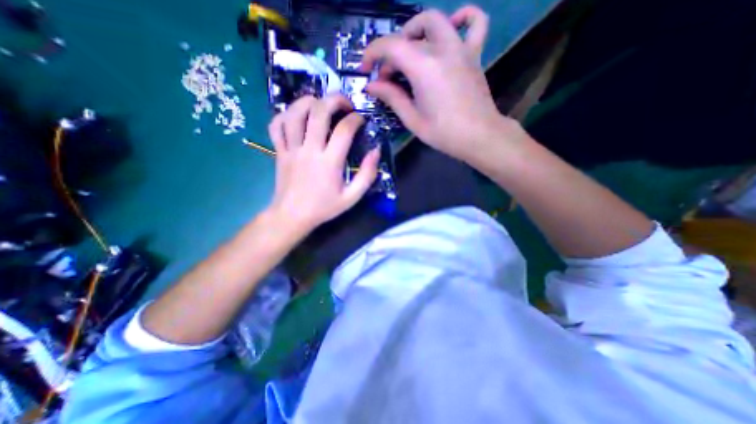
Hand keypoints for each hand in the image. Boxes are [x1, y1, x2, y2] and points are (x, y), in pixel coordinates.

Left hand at [267, 93, 384, 232]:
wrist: (292, 216)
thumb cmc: (324, 207)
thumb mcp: (352, 197)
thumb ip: (367, 175)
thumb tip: (376, 152)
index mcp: (329, 162)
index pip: (344, 130)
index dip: (356, 119)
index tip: (361, 120)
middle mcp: (309, 150)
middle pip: (318, 112)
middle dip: (334, 100)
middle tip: (344, 104)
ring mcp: (291, 149)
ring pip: (294, 113)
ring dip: (309, 101)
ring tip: (321, 104)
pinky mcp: (279, 151)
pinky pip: (276, 125)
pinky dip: (285, 115)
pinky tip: (296, 116)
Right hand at [361, 7, 513, 163]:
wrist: (479, 136)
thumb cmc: (444, 133)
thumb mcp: (412, 119)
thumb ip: (392, 98)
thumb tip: (372, 86)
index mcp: (423, 67)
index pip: (390, 47)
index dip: (372, 54)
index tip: (366, 70)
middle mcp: (441, 49)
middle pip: (409, 33)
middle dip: (392, 50)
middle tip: (389, 74)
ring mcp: (461, 48)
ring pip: (436, 20)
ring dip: (416, 30)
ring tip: (410, 50)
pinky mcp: (474, 54)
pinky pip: (475, 22)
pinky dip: (463, 18)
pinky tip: (452, 27)